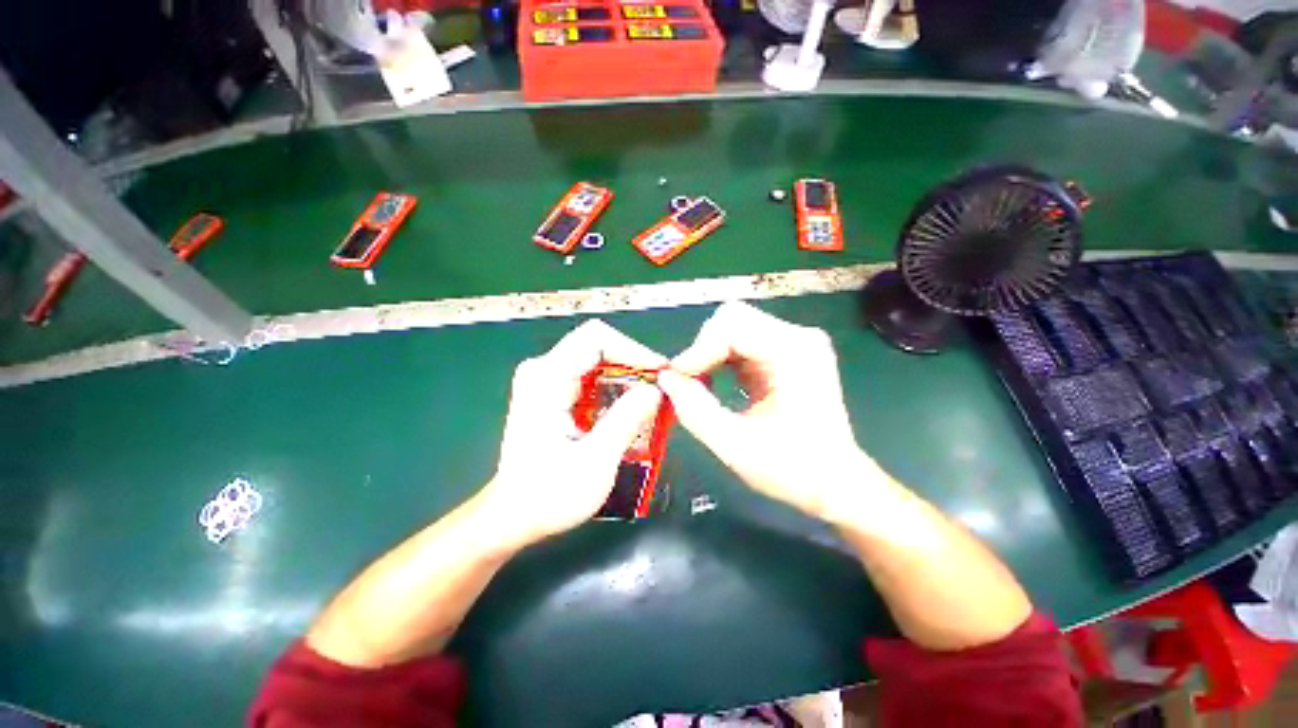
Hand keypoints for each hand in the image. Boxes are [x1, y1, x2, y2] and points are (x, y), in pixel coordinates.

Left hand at [480, 320, 665, 546]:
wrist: (513, 516)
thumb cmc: (549, 494)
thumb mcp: (595, 460)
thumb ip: (626, 420)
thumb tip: (655, 390)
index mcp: (546, 378)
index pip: (596, 339)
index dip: (633, 350)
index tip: (659, 372)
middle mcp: (542, 370)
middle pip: (597, 346)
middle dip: (633, 364)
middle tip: (659, 388)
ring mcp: (544, 380)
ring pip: (596, 360)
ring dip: (626, 377)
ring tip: (650, 400)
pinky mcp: (550, 393)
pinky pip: (590, 376)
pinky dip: (614, 387)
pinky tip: (629, 408)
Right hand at [658, 302, 879, 519]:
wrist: (835, 483)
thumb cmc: (793, 469)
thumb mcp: (734, 445)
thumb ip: (694, 410)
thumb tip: (666, 379)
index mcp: (794, 353)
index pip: (732, 327)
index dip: (698, 350)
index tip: (677, 380)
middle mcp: (798, 338)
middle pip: (733, 319)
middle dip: (703, 348)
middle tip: (687, 382)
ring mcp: (794, 343)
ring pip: (733, 328)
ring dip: (709, 354)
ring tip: (698, 386)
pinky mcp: (786, 354)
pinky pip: (741, 344)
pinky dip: (720, 360)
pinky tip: (715, 384)